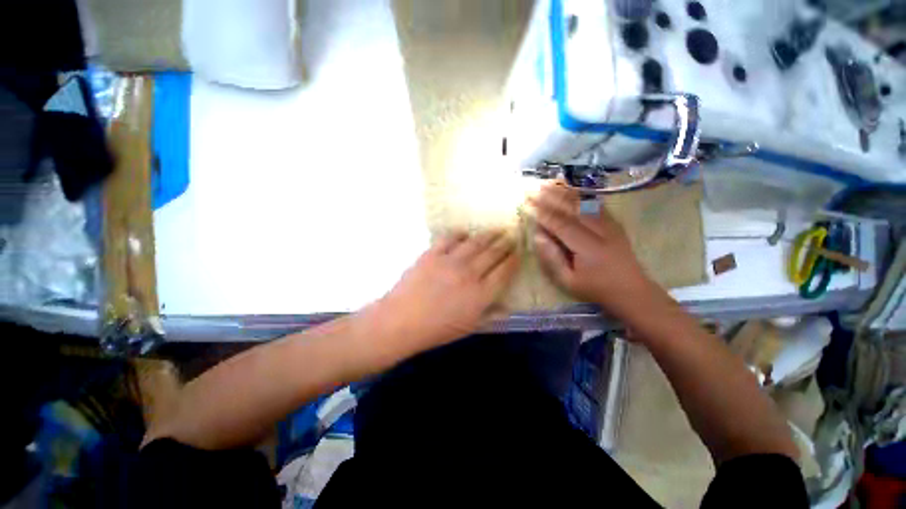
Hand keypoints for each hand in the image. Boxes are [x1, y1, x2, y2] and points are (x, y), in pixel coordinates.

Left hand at [380, 231, 519, 350]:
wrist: (402, 321)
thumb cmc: (437, 329)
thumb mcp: (469, 327)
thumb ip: (491, 314)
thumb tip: (508, 306)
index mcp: (481, 293)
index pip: (504, 272)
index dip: (514, 260)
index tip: (519, 252)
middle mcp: (470, 273)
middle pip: (493, 253)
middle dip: (505, 243)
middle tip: (511, 236)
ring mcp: (451, 260)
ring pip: (475, 242)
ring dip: (488, 235)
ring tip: (496, 229)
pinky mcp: (433, 253)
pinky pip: (449, 238)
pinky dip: (459, 234)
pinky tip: (464, 232)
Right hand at [529, 184, 657, 318]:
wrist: (631, 289)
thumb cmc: (594, 288)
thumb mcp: (567, 281)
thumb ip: (552, 258)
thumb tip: (538, 236)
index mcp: (588, 248)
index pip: (561, 224)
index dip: (543, 213)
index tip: (527, 204)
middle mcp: (600, 231)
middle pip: (572, 208)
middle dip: (550, 197)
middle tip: (532, 189)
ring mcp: (610, 224)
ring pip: (584, 202)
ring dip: (563, 191)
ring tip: (547, 183)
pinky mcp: (613, 222)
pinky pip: (595, 203)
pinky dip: (579, 194)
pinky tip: (568, 188)